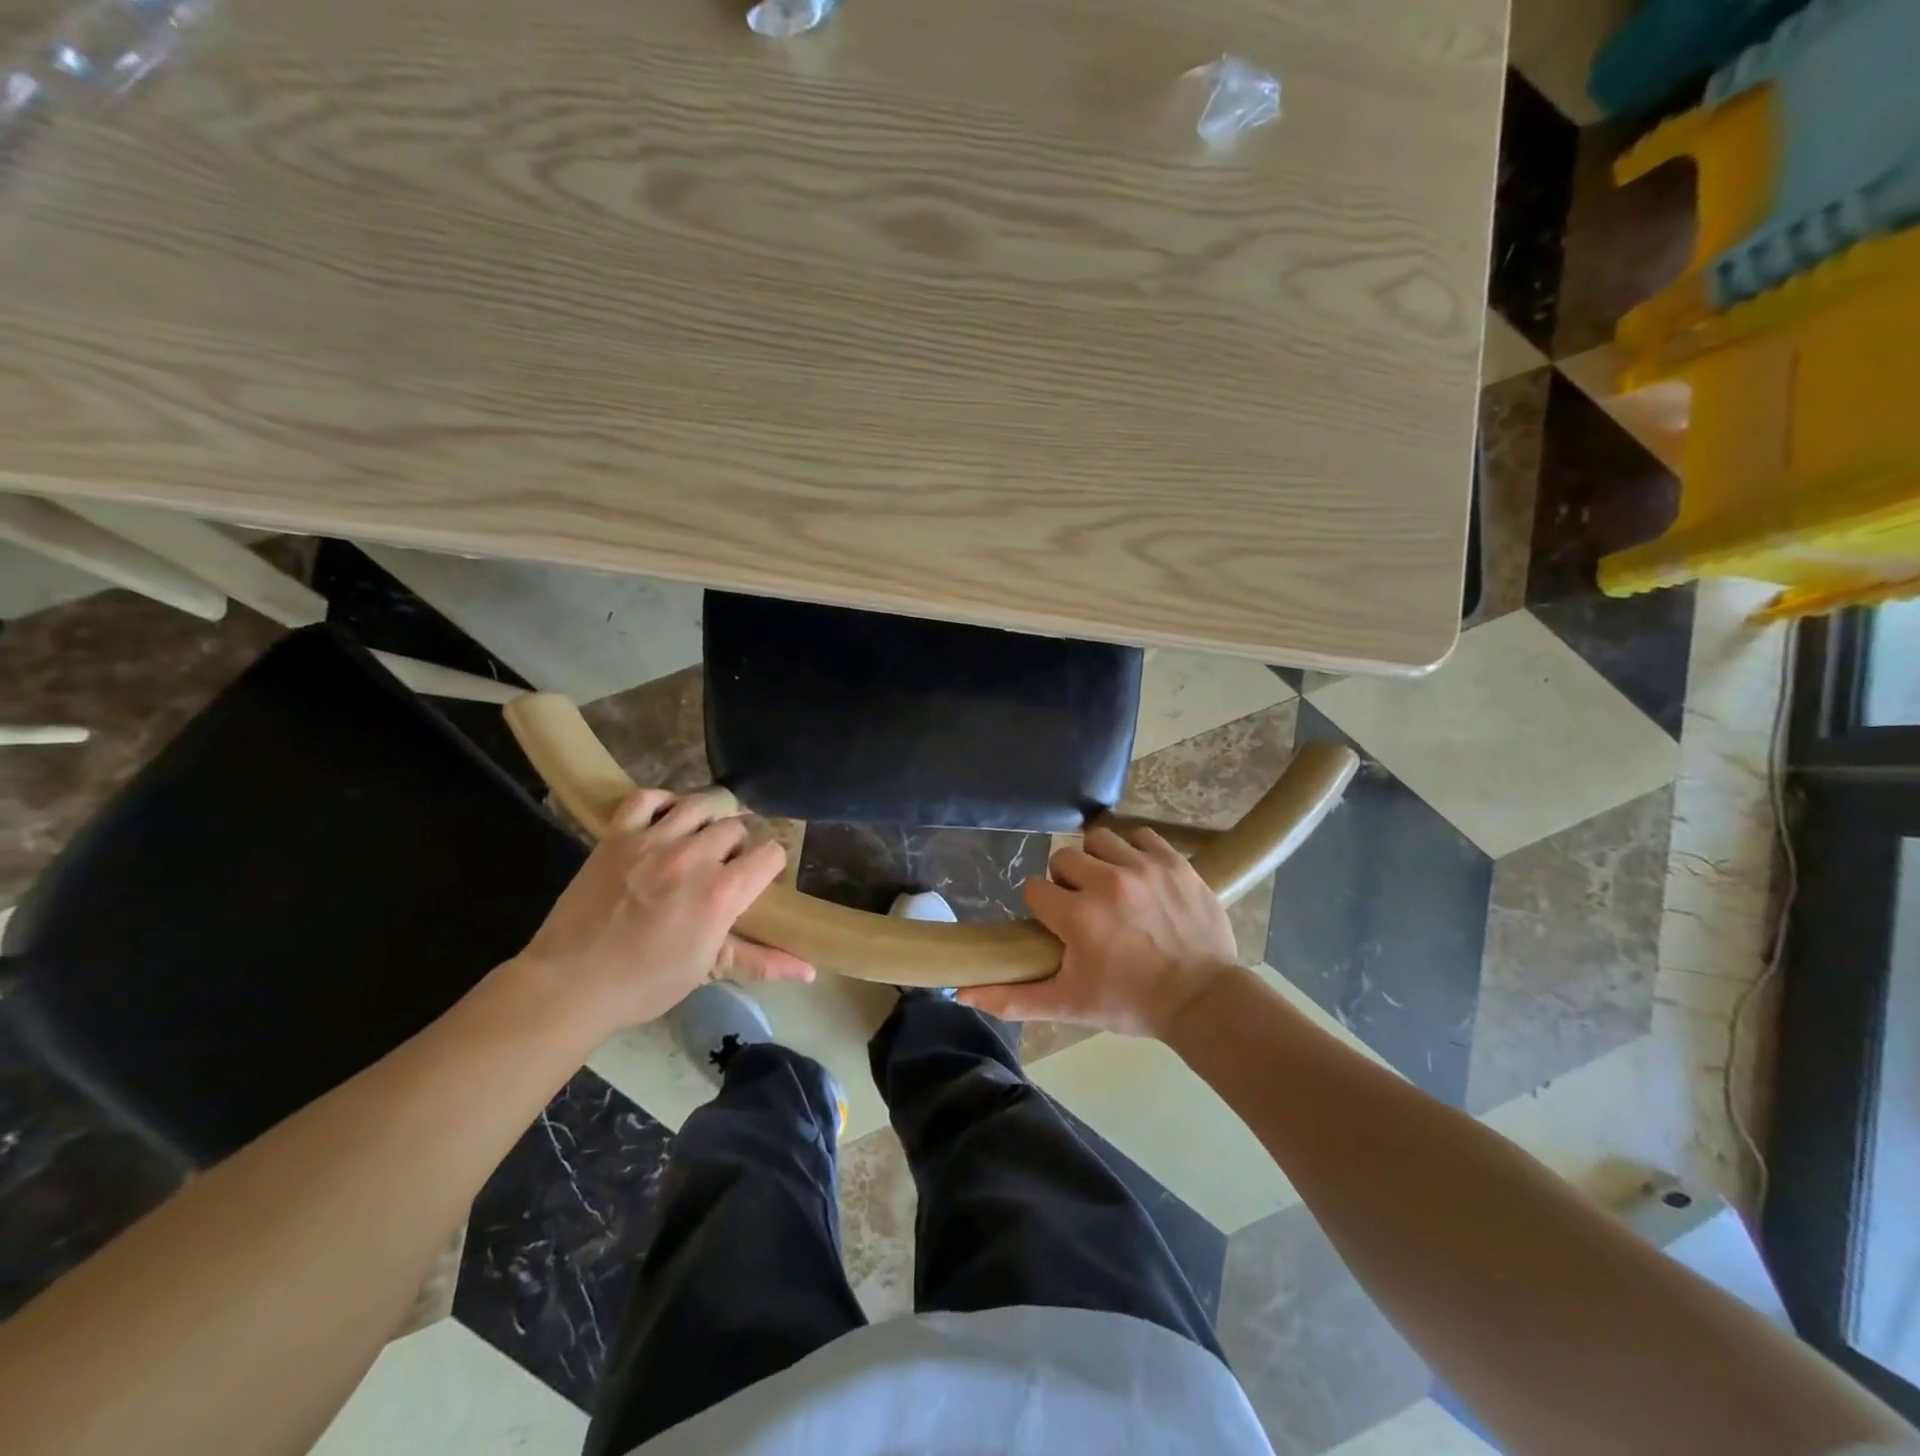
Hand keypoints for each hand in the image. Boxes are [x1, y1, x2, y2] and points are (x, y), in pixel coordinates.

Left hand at [512, 788, 813, 1036]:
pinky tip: (664, 819)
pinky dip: (660, 801)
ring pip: (699, 805)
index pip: (769, 853)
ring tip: (698, 838)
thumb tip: (811, 972)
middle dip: (737, 844)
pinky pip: (646, 797)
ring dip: (706, 819)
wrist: (571, 983)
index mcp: (722, 893)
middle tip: (723, 866)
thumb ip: (762, 961)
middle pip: (736, 827)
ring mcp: (653, 841)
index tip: (756, 878)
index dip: (768, 864)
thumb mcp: (709, 970)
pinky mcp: (617, 835)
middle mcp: (694, 857)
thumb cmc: (646, 983)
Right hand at [959, 826, 1238, 1038]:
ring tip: (1111, 886)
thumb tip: (961, 992)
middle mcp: (1107, 882)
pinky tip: (1139, 875)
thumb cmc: (1131, 1003)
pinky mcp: (1174, 861)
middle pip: (1063, 858)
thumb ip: (1013, 998)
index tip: (1058, 925)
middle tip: (1085, 908)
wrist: (1204, 1000)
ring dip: (1098, 860)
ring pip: (1098, 839)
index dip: (1042, 907)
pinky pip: (1140, 835)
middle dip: (1067, 882)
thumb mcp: (1069, 1006)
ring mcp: (1143, 867)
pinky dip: (1135, 851)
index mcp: (1077, 917)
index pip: (1034, 889)